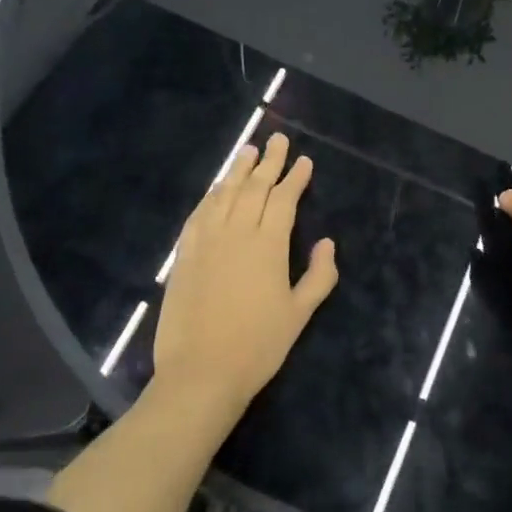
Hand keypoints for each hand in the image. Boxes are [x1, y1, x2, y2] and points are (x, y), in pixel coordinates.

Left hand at [154, 132, 338, 414]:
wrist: (201, 372)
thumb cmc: (259, 346)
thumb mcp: (300, 314)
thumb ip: (319, 275)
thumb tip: (327, 242)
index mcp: (269, 246)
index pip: (284, 200)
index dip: (295, 178)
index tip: (304, 160)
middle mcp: (237, 233)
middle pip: (254, 188)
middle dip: (269, 162)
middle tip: (277, 139)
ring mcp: (206, 241)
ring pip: (224, 195)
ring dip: (238, 170)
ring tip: (248, 151)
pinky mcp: (184, 255)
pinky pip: (199, 214)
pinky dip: (210, 196)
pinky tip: (216, 188)